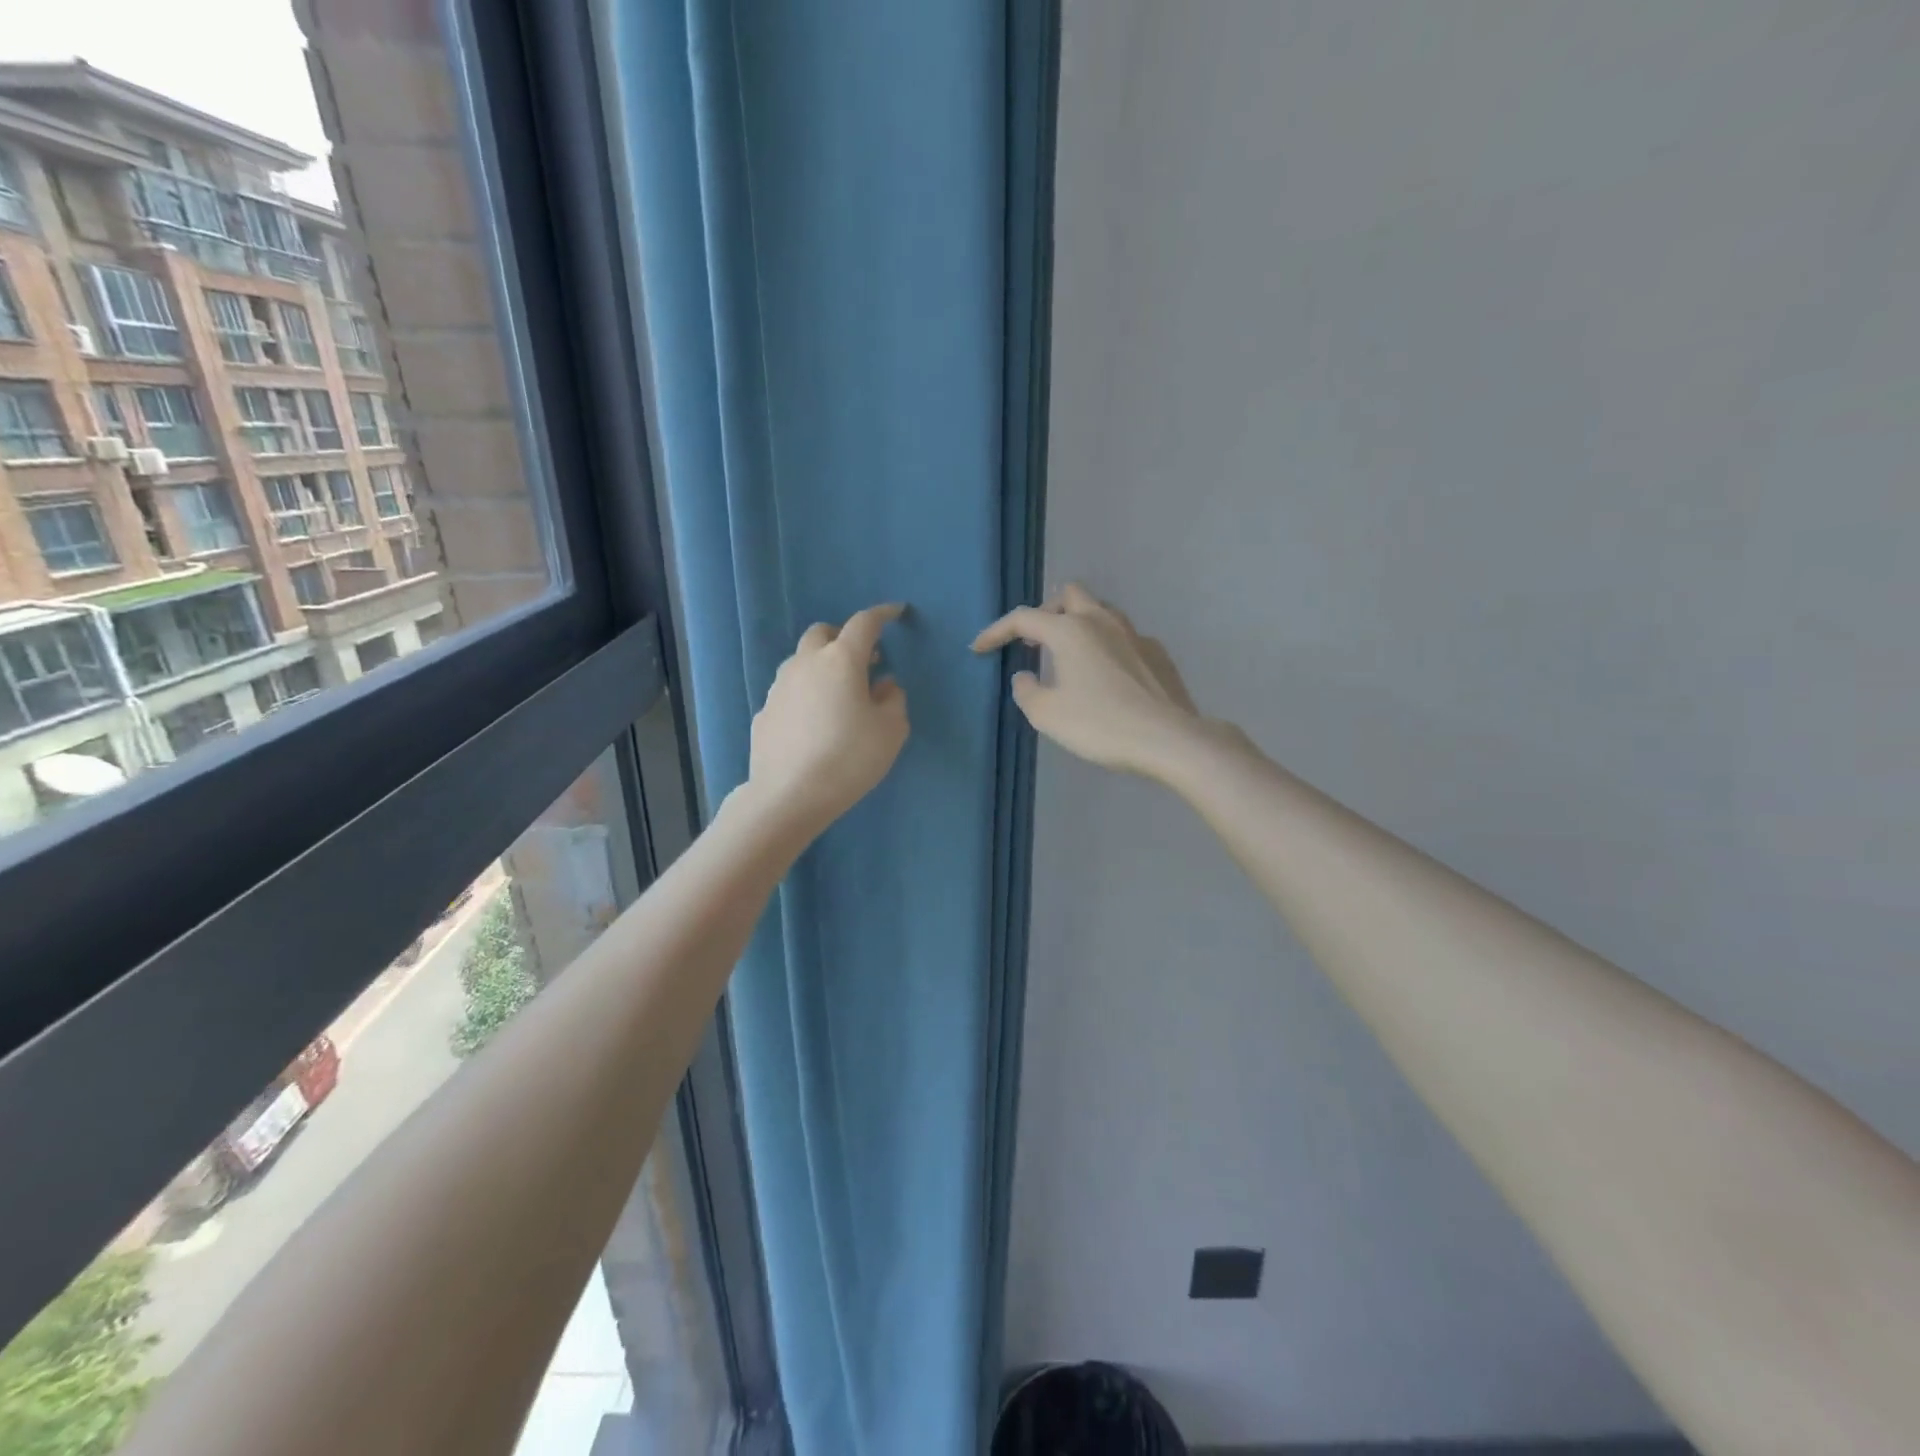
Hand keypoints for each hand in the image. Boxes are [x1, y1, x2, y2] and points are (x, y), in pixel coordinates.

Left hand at [745, 604, 910, 836]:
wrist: (789, 795)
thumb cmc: (849, 758)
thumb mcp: (891, 731)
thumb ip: (893, 700)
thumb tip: (884, 685)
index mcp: (841, 660)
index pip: (864, 623)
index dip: (882, 614)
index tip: (896, 612)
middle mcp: (806, 664)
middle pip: (823, 633)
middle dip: (844, 637)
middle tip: (864, 659)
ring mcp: (779, 687)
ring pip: (802, 662)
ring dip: (822, 667)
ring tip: (839, 694)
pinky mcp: (765, 712)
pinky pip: (790, 692)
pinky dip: (806, 695)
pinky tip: (815, 723)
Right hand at [973, 584, 1215, 778]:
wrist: (1168, 738)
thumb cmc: (1100, 724)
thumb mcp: (1048, 715)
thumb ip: (1027, 691)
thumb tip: (1025, 676)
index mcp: (1070, 630)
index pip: (1023, 618)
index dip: (996, 631)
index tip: (979, 648)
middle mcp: (1102, 621)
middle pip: (1068, 594)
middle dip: (1046, 611)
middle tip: (1034, 640)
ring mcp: (1135, 634)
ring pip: (1100, 611)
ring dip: (1079, 624)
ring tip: (1070, 655)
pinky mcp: (1157, 653)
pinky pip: (1124, 637)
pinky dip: (1107, 646)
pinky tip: (1107, 675)